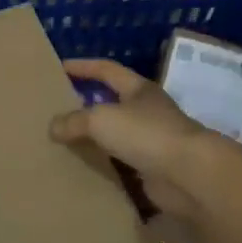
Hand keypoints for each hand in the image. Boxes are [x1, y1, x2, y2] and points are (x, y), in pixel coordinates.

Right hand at [51, 58, 228, 220]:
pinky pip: (121, 165)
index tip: (60, 67)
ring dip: (94, 139)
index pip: (107, 70)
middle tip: (57, 110)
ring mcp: (152, 141)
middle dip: (86, 105)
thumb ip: (74, 121)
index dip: (83, 67)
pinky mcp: (152, 170)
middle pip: (112, 103)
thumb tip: (52, 127)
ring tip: (64, 143)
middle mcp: (147, 111)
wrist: (189, 175)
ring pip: (115, 136)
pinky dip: (103, 166)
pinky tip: (83, 171)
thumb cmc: (146, 134)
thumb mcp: (101, 119)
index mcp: (139, 89)